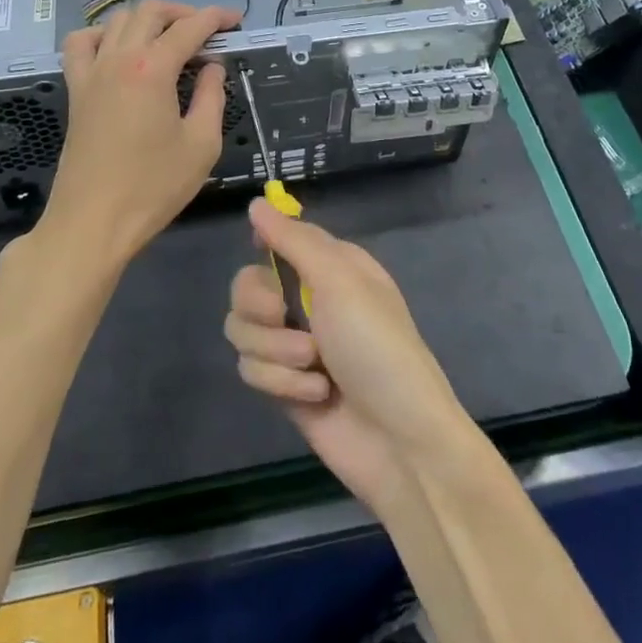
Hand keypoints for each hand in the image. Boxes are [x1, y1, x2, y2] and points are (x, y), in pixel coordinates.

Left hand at [38, 0, 239, 268]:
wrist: (93, 222)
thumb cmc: (154, 187)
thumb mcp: (201, 145)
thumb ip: (211, 97)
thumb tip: (211, 67)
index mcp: (153, 70)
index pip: (189, 27)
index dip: (216, 18)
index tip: (235, 20)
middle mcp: (119, 59)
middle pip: (150, 12)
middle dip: (183, 12)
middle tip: (206, 31)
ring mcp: (91, 73)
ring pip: (116, 20)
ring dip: (146, 19)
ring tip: (167, 38)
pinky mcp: (76, 90)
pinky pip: (81, 44)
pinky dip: (101, 34)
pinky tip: (117, 49)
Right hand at [224, 200, 471, 512]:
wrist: (399, 441)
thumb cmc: (377, 347)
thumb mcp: (341, 281)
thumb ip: (294, 241)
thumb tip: (257, 201)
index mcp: (331, 266)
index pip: (282, 238)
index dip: (266, 244)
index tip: (263, 255)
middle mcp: (309, 299)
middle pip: (246, 285)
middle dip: (259, 305)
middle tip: (283, 315)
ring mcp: (293, 344)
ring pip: (242, 330)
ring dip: (276, 352)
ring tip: (314, 367)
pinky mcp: (282, 385)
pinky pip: (250, 370)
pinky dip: (281, 383)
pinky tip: (316, 396)